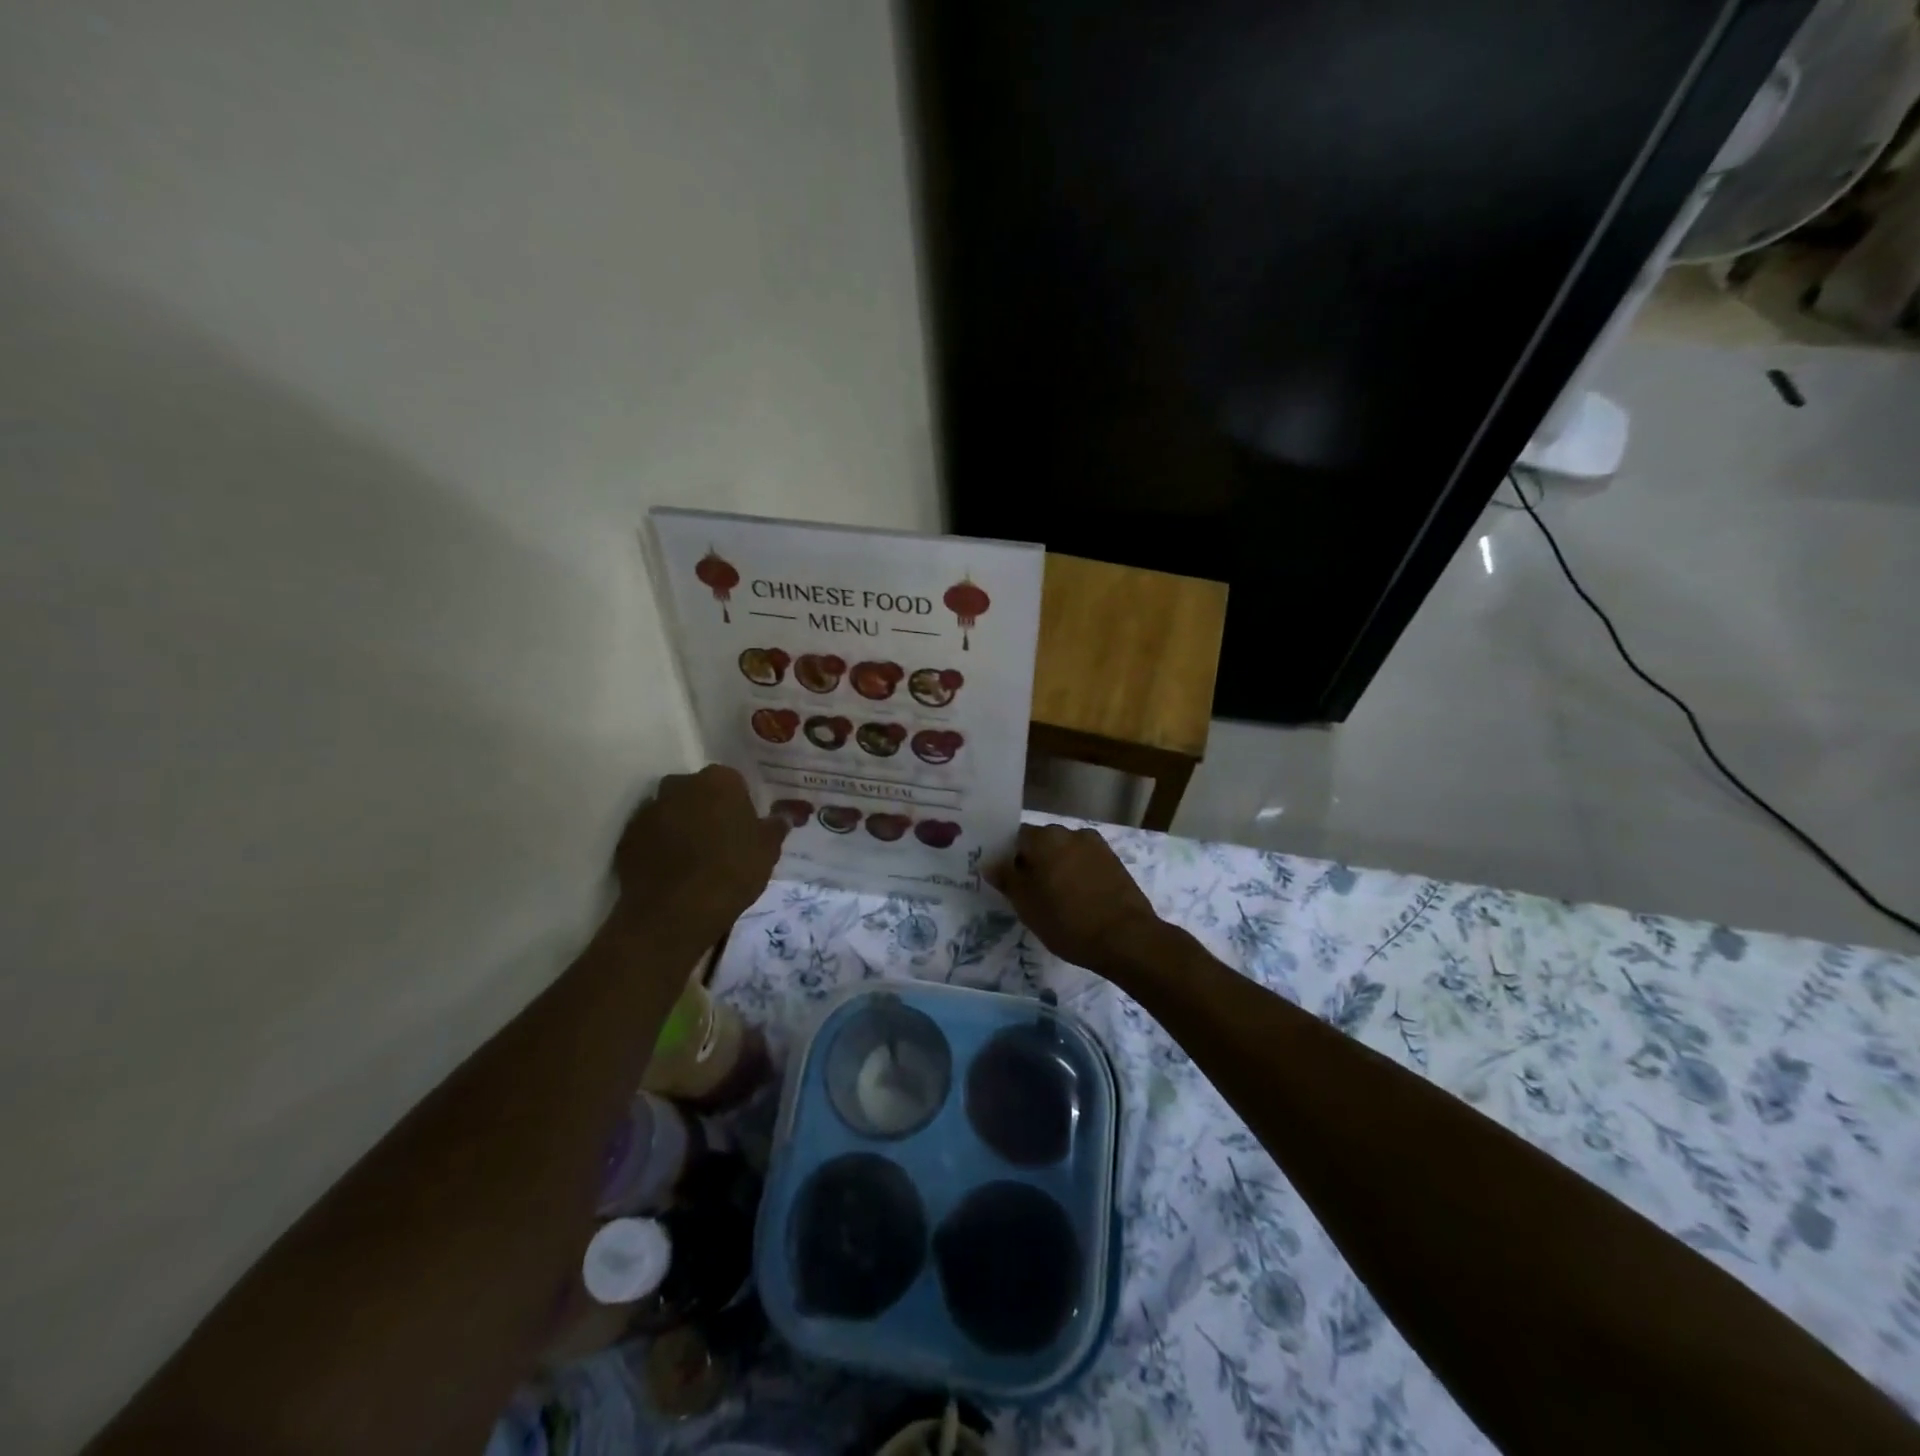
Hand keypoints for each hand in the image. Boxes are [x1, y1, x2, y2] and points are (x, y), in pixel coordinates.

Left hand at [614, 765, 786, 941]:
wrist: (676, 912)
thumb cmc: (732, 871)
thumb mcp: (768, 850)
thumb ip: (777, 825)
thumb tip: (786, 814)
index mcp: (719, 780)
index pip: (733, 782)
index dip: (740, 805)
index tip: (745, 828)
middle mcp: (680, 785)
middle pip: (698, 792)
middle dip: (707, 809)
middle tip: (721, 841)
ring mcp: (649, 810)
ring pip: (671, 811)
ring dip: (682, 826)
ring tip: (696, 859)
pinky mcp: (627, 837)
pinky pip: (650, 835)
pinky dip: (660, 846)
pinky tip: (673, 871)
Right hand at [987, 823, 1160, 971]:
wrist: (1126, 938)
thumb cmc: (1067, 921)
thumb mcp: (1026, 905)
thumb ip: (1007, 879)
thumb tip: (990, 863)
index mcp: (1045, 838)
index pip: (1016, 838)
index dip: (1009, 858)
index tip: (1008, 881)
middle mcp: (1071, 832)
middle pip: (1043, 842)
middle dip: (1035, 861)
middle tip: (1030, 892)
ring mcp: (1097, 846)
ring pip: (1066, 852)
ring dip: (1058, 867)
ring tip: (1057, 898)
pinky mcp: (1114, 862)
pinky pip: (1086, 862)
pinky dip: (1078, 874)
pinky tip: (1078, 899)